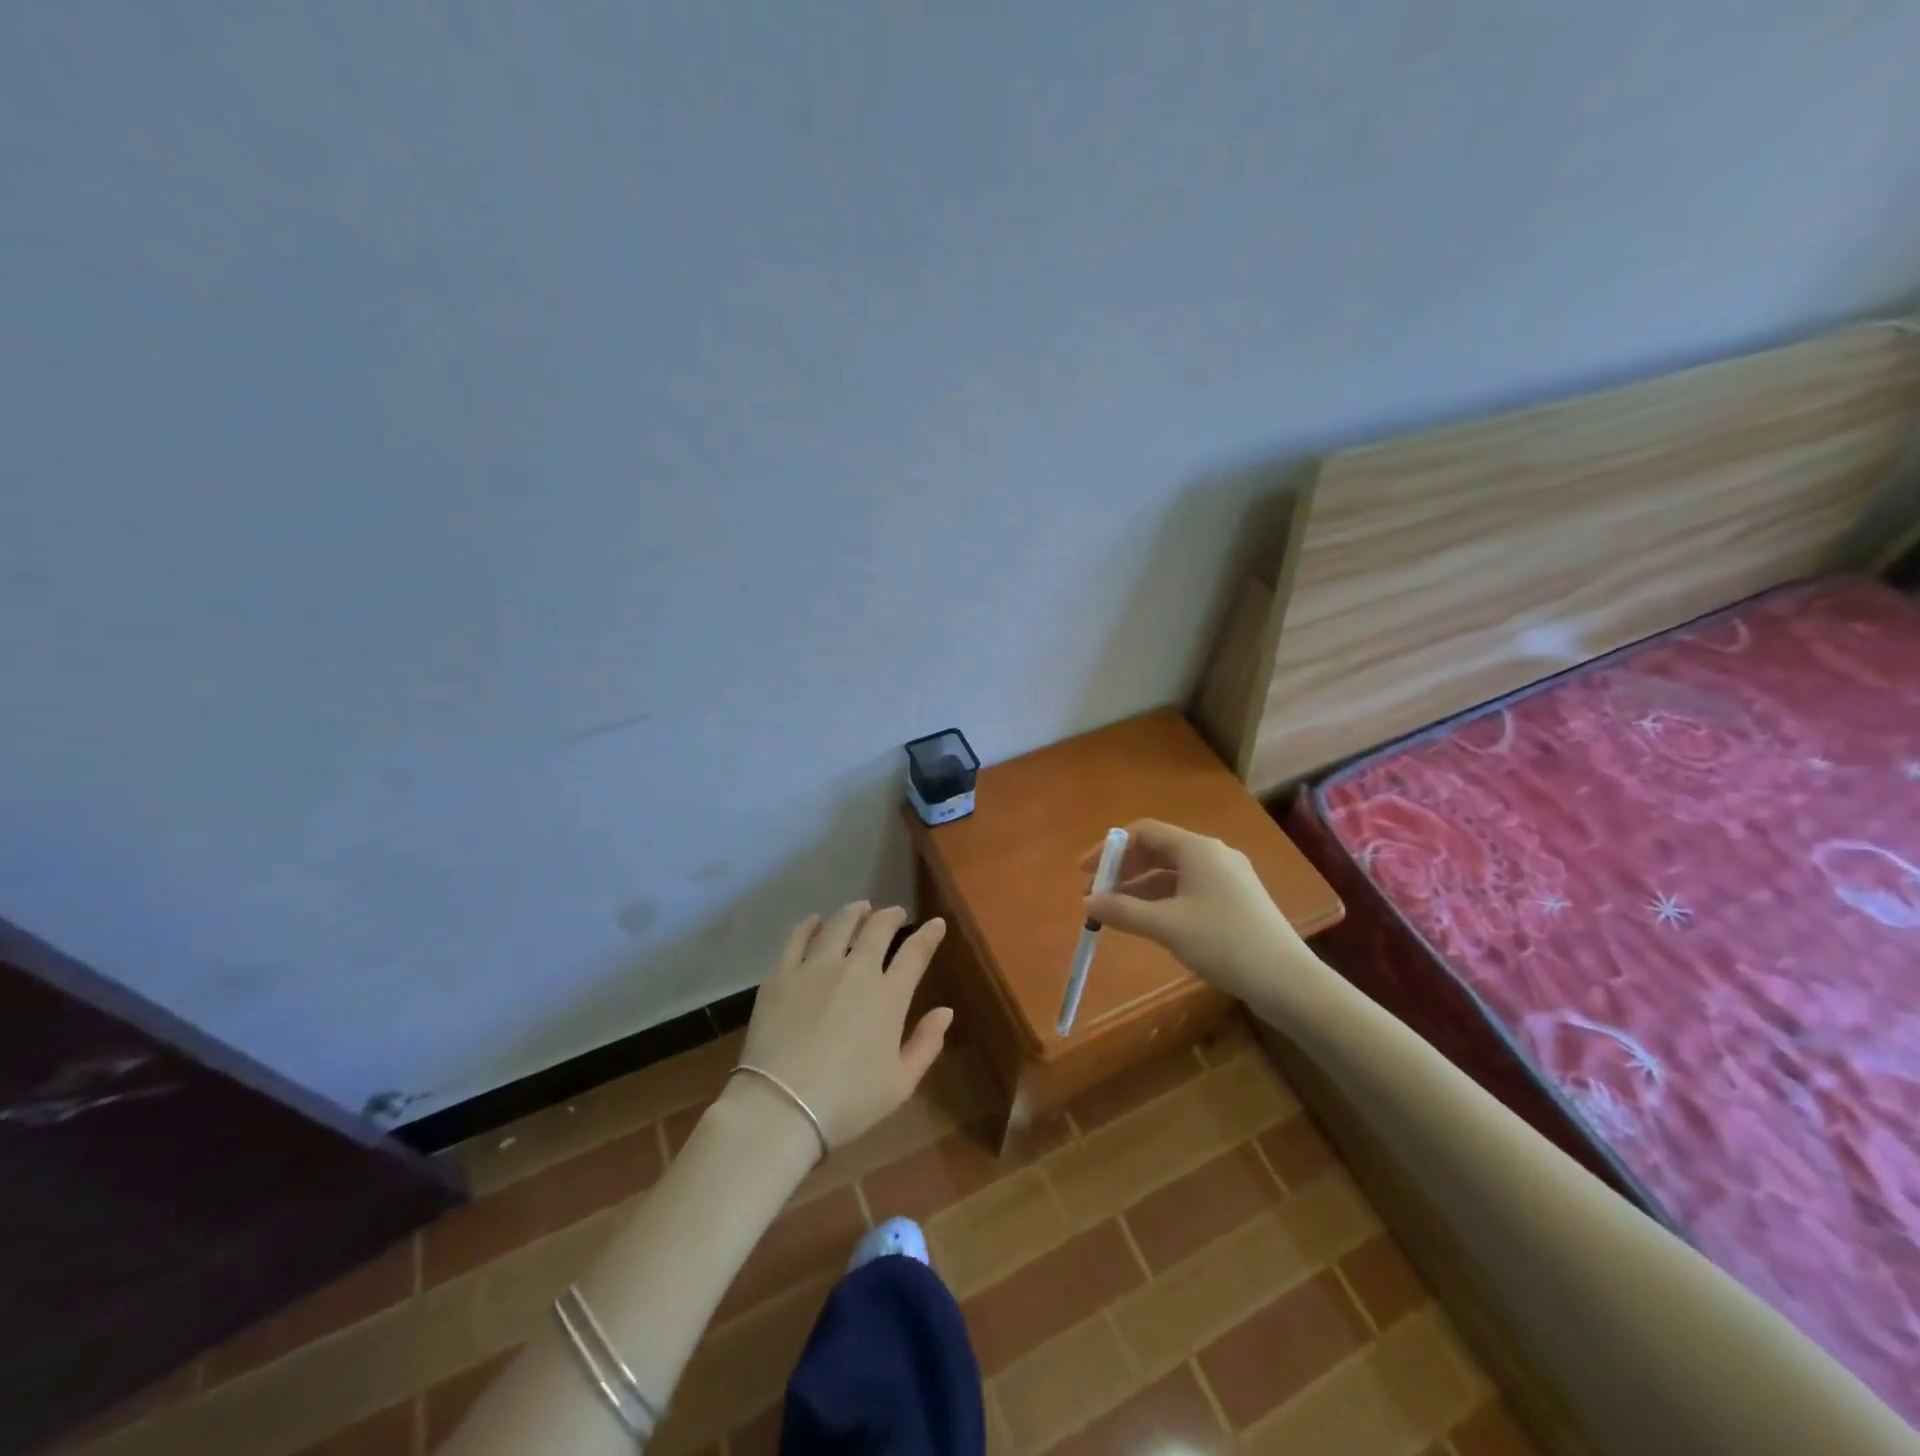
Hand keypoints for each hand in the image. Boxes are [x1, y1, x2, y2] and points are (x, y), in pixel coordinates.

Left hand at [734, 903, 952, 1152]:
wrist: (781, 1108)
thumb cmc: (847, 1102)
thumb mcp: (900, 1084)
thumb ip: (926, 1044)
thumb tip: (945, 1011)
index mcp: (889, 996)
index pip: (915, 952)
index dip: (929, 934)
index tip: (936, 924)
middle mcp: (856, 971)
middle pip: (877, 928)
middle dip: (891, 916)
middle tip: (895, 913)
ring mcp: (815, 968)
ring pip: (839, 924)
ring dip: (854, 912)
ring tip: (860, 908)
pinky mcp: (781, 974)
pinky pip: (798, 937)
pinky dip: (810, 924)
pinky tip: (816, 921)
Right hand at [1081, 819, 1321, 1007]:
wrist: (1287, 981)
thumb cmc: (1223, 942)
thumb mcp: (1166, 926)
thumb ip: (1123, 910)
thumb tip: (1087, 902)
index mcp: (1198, 849)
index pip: (1144, 832)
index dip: (1110, 849)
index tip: (1085, 872)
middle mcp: (1213, 854)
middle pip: (1158, 850)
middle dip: (1123, 869)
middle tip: (1096, 893)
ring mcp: (1227, 877)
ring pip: (1173, 872)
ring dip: (1140, 887)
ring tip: (1115, 911)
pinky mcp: (1236, 900)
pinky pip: (1188, 888)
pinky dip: (1162, 899)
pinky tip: (1149, 921)